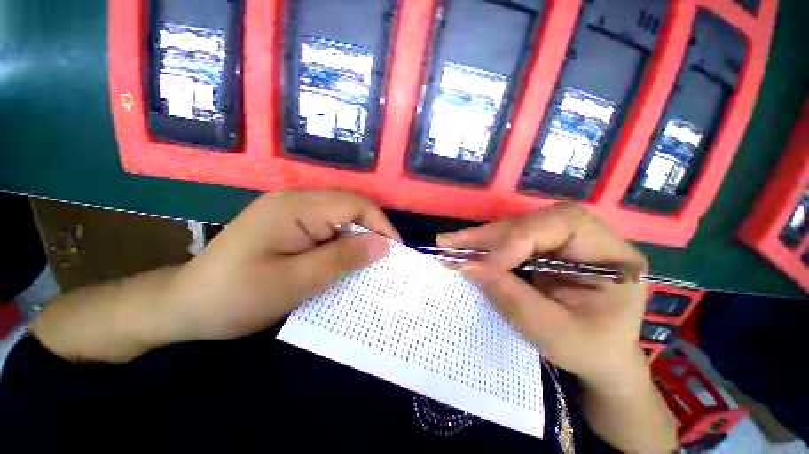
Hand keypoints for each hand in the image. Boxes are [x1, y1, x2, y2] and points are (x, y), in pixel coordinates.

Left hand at [160, 190, 397, 342]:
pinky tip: (345, 261)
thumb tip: (383, 246)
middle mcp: (296, 201)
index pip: (355, 205)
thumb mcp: (296, 282)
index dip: (381, 226)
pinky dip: (343, 244)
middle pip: (350, 208)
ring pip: (341, 219)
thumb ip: (342, 259)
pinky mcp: (290, 225)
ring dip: (359, 240)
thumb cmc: (236, 296)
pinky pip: (328, 229)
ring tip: (370, 264)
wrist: (186, 306)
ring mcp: (291, 212)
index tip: (395, 253)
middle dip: (373, 233)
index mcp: (296, 207)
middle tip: (385, 261)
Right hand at [438, 204, 648, 387]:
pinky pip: (510, 241)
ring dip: (481, 240)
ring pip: (516, 229)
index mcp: (612, 255)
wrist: (600, 358)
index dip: (518, 239)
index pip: (563, 224)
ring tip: (450, 246)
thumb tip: (469, 266)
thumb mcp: (553, 333)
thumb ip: (511, 297)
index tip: (485, 265)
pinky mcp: (544, 249)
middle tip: (450, 243)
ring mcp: (563, 242)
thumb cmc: (588, 351)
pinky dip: (485, 248)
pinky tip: (465, 250)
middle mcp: (589, 238)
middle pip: (532, 223)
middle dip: (489, 236)